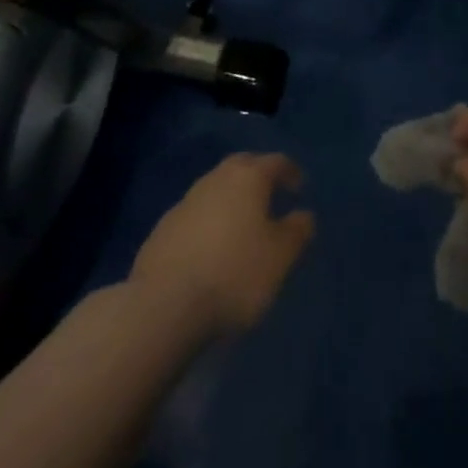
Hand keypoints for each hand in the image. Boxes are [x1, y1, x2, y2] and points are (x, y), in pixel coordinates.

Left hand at [130, 152, 315, 338]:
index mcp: (247, 177)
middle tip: (271, 194)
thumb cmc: (234, 274)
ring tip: (243, 222)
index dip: (290, 172)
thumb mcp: (280, 257)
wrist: (164, 305)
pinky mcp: (163, 228)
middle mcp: (215, 179)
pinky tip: (212, 246)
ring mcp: (185, 202)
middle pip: (242, 167)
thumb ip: (297, 231)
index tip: (299, 186)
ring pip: (216, 188)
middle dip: (258, 175)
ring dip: (231, 198)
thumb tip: (303, 215)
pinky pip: (196, 214)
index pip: (275, 162)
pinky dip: (210, 221)